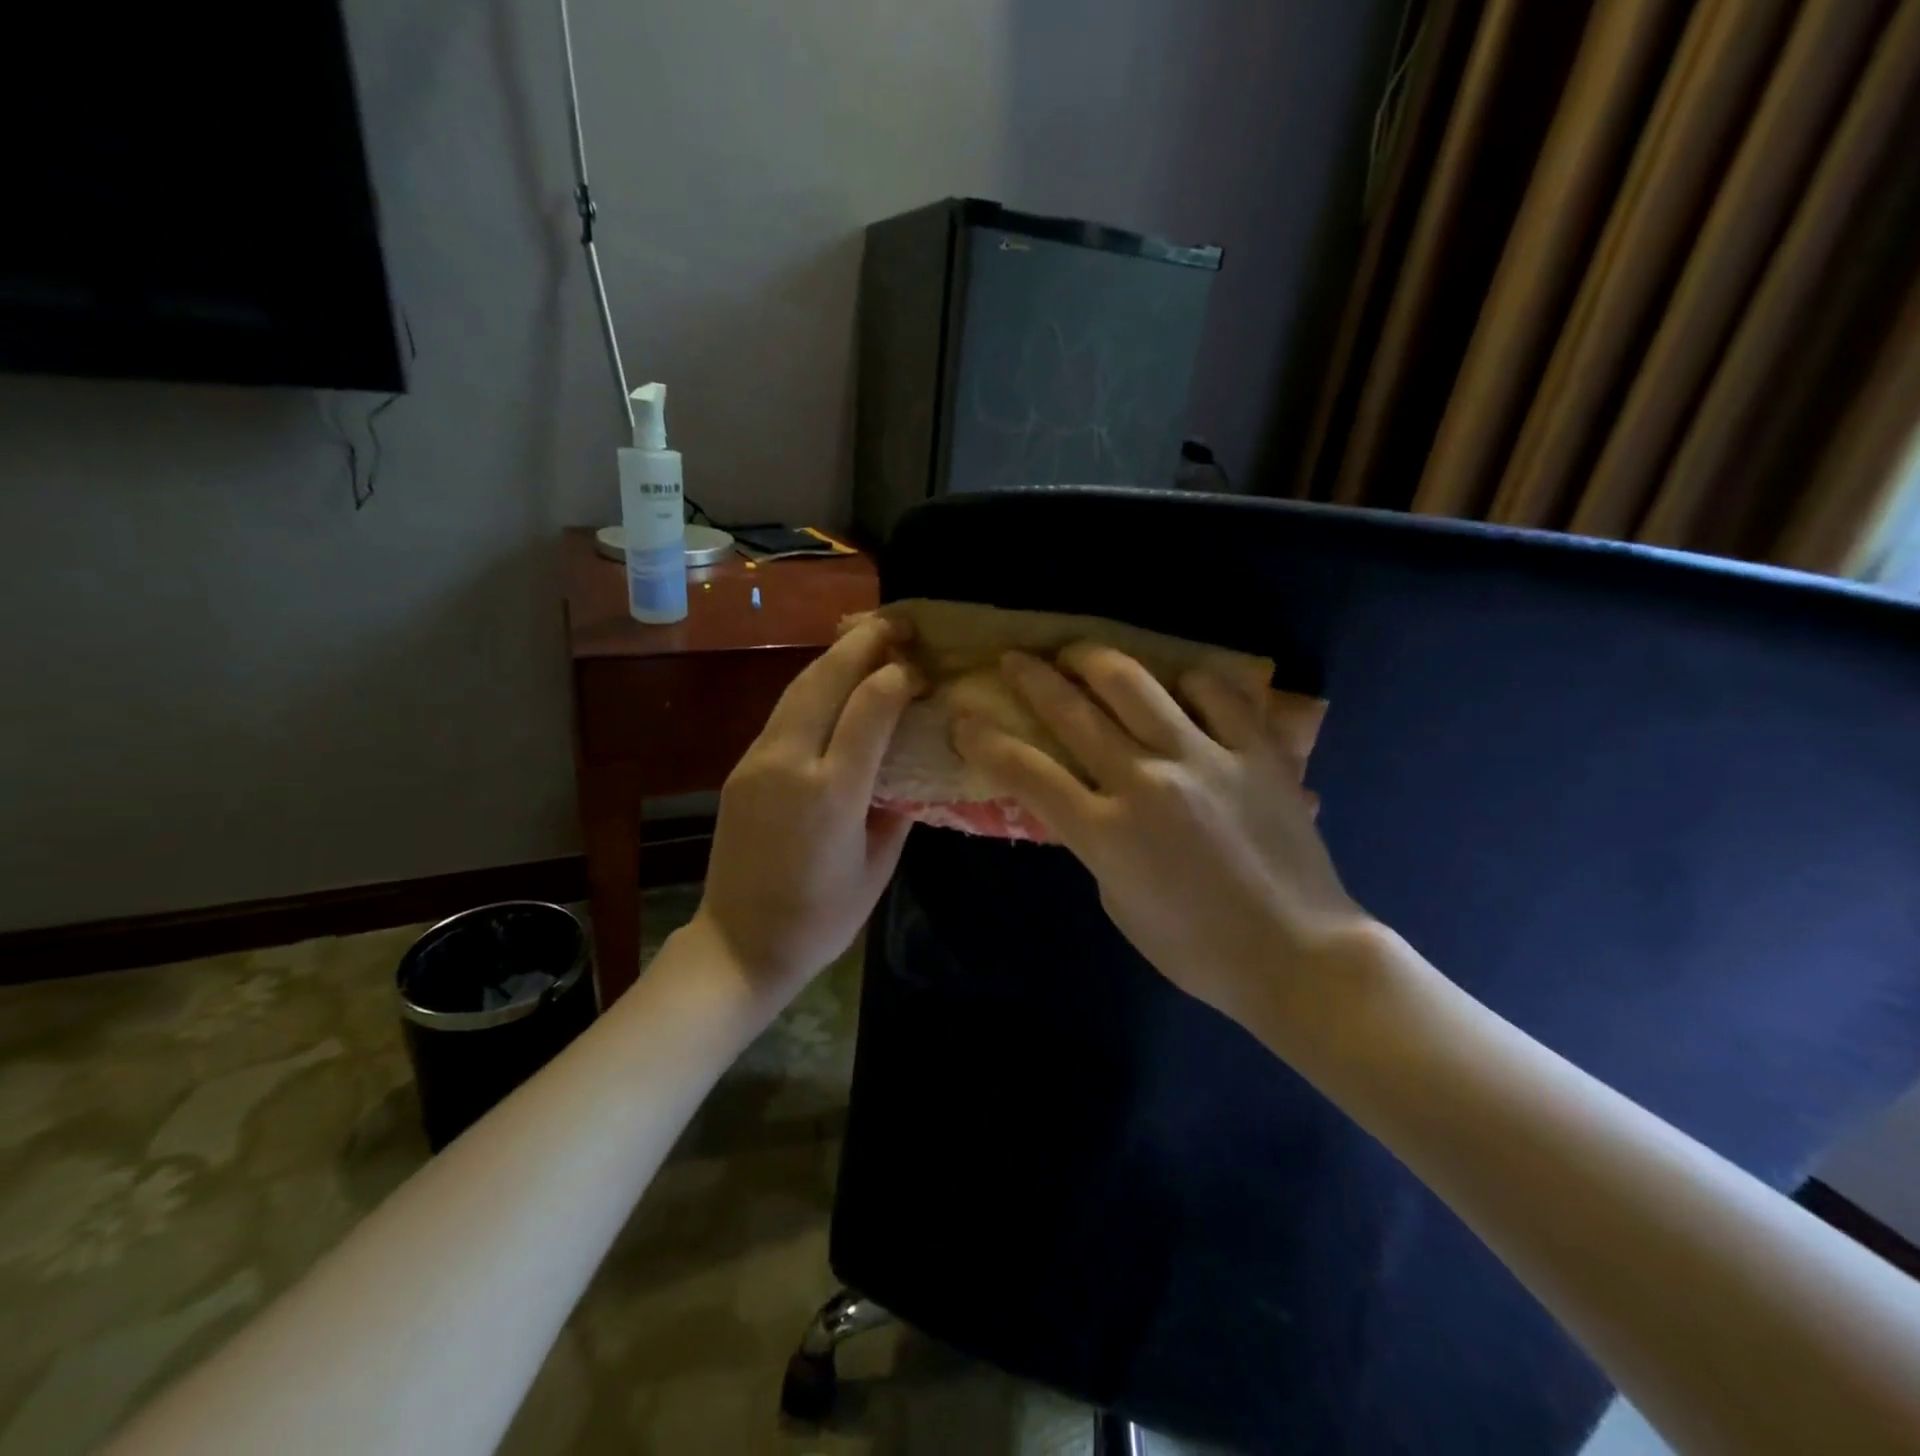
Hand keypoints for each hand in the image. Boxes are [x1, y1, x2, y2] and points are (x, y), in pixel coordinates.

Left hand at [694, 616, 920, 1000]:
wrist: (739, 945)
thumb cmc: (821, 919)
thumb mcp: (877, 868)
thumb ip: (897, 807)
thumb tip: (911, 761)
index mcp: (832, 792)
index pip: (870, 707)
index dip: (900, 677)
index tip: (923, 671)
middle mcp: (789, 763)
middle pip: (826, 680)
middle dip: (863, 643)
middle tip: (897, 624)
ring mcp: (757, 762)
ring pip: (797, 688)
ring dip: (834, 657)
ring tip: (868, 639)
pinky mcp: (740, 768)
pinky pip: (782, 713)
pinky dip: (813, 687)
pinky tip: (833, 684)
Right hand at [952, 644, 1371, 1028]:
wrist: (1297, 955)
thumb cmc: (1197, 948)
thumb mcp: (1119, 903)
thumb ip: (1094, 842)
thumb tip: (1085, 799)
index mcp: (1106, 833)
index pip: (1027, 773)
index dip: (986, 741)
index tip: (966, 718)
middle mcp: (1146, 782)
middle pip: (1073, 712)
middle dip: (1032, 678)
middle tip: (1014, 658)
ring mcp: (1204, 759)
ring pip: (1135, 684)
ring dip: (1094, 660)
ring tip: (1079, 654)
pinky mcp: (1255, 751)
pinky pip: (1216, 693)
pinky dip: (1187, 682)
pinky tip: (1176, 685)